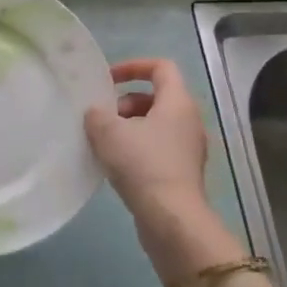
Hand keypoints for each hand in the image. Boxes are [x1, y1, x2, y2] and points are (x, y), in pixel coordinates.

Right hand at [86, 58, 238, 279]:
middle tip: (103, 120)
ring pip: (155, 124)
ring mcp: (189, 148)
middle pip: (156, 97)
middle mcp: (189, 120)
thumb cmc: (143, 165)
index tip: (108, 79)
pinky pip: (157, 148)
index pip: (161, 67)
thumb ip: (97, 114)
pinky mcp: (183, 172)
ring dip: (129, 128)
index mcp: (178, 102)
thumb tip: (96, 113)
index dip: (133, 66)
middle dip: (125, 103)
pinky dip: (136, 149)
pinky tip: (115, 166)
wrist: (171, 219)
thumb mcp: (108, 132)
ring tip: (104, 144)